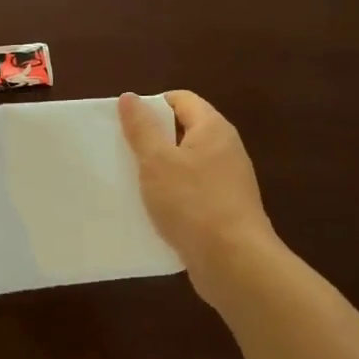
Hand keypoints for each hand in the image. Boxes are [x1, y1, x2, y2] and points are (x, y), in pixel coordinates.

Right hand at [118, 91, 277, 293]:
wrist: (234, 262)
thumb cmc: (192, 202)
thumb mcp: (157, 161)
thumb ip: (142, 128)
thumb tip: (130, 97)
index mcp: (213, 128)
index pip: (181, 99)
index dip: (153, 105)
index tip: (127, 124)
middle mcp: (226, 149)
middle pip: (185, 131)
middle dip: (154, 139)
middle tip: (124, 152)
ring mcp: (228, 181)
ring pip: (187, 164)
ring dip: (162, 171)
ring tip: (133, 182)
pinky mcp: (225, 209)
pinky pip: (194, 192)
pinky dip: (174, 196)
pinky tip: (154, 211)